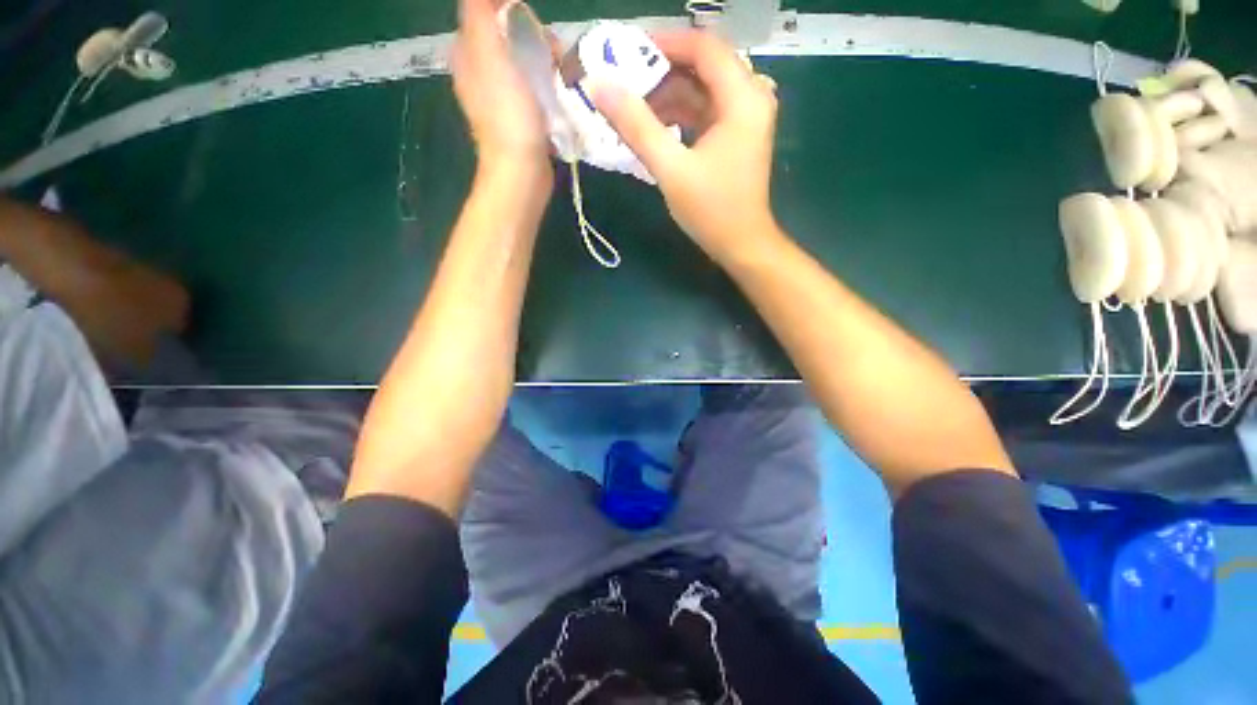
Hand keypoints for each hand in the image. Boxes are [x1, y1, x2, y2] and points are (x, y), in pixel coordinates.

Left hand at [451, 0, 551, 176]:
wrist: (522, 172)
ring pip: (525, 64)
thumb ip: (480, 13)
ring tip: (561, 76)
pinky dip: (548, 87)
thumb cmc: (508, 115)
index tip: (534, 26)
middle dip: (534, 38)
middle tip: (553, 55)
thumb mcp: (490, 53)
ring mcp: (502, 99)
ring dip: (545, 63)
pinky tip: (559, 96)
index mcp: (468, 54)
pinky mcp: (522, 119)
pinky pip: (535, 89)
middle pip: (509, 38)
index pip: (487, 13)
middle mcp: (481, 73)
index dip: (512, 12)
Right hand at [591, 31, 780, 260]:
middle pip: (703, 66)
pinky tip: (655, 128)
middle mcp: (751, 98)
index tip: (626, 53)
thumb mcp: (671, 169)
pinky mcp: (737, 136)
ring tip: (632, 110)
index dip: (664, 43)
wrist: (741, 245)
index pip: (703, 47)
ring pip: (702, 90)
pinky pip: (705, 111)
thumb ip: (636, 125)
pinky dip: (680, 115)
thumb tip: (599, 86)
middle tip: (624, 84)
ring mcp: (745, 118)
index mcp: (743, 98)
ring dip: (668, 96)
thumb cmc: (711, 211)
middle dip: (662, 72)